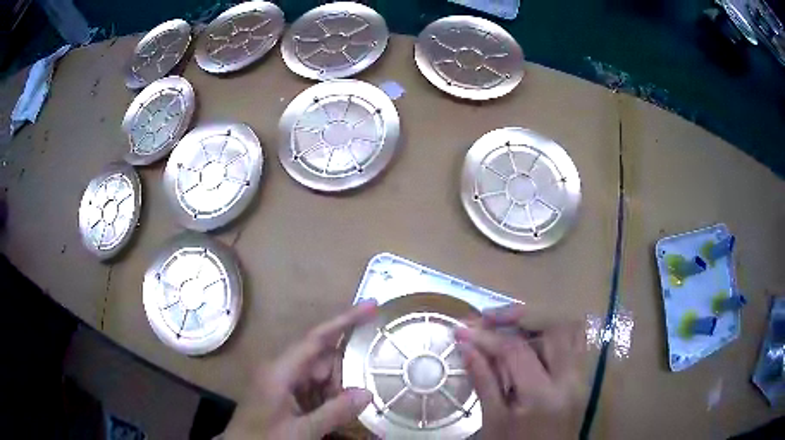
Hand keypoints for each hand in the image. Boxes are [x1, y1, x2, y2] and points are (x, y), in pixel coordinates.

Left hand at [224, 301, 377, 439]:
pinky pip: (313, 387)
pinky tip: (333, 413)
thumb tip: (367, 392)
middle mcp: (281, 368)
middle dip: (344, 373)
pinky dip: (327, 398)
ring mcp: (282, 380)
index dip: (344, 320)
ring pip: (320, 374)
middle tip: (362, 391)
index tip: (371, 306)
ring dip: (336, 390)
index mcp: (280, 370)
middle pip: (322, 358)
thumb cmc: (265, 438)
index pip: (316, 338)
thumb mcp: (301, 431)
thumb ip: (334, 412)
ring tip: (345, 410)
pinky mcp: (284, 392)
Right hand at [455, 305, 583, 439]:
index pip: (516, 351)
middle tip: (491, 318)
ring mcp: (580, 376)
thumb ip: (484, 381)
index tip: (463, 330)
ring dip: (539, 322)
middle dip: (520, 315)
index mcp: (542, 395)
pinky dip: (551, 334)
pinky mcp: (581, 378)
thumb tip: (467, 346)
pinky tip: (531, 340)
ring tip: (509, 326)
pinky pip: (573, 343)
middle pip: (554, 327)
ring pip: (569, 330)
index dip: (487, 336)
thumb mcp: (493, 421)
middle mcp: (569, 379)